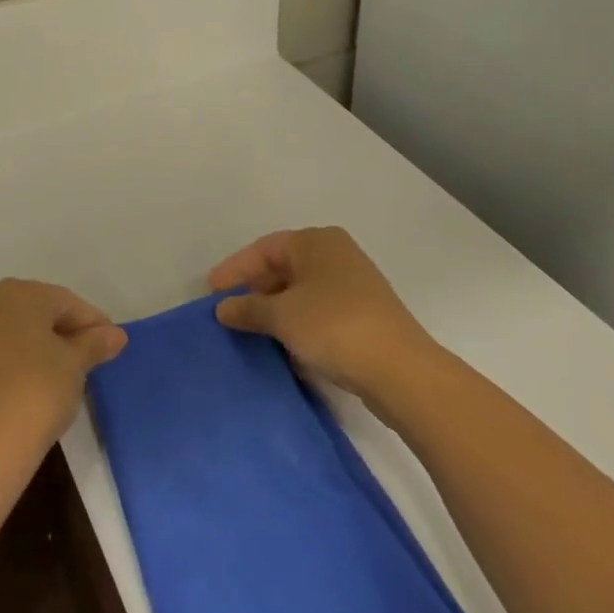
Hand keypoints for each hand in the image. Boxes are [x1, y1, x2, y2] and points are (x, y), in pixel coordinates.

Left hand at [0, 279, 126, 458]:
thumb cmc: (37, 396)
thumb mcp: (75, 368)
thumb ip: (93, 344)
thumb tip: (115, 333)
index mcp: (24, 294)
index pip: (65, 303)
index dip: (89, 323)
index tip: (106, 345)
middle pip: (25, 309)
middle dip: (48, 329)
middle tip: (70, 359)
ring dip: (1, 336)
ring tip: (20, 367)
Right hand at [209, 227, 435, 396]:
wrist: (402, 371)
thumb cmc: (334, 327)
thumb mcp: (282, 316)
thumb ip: (248, 308)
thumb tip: (223, 308)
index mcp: (316, 241)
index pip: (264, 249)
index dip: (234, 269)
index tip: (211, 292)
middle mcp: (336, 254)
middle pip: (283, 267)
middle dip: (255, 289)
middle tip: (229, 311)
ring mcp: (354, 284)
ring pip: (302, 291)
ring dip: (276, 309)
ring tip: (251, 330)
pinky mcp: (365, 314)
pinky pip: (319, 311)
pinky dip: (299, 323)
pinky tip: (285, 345)